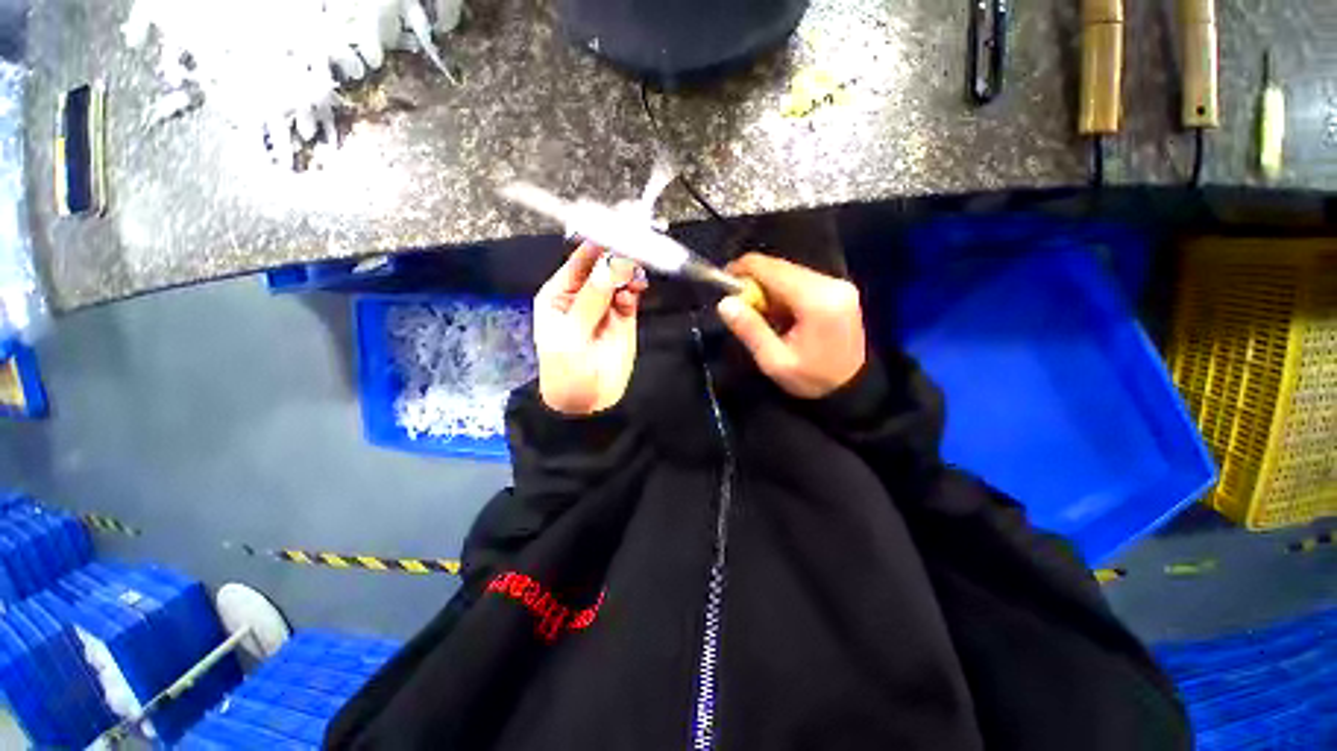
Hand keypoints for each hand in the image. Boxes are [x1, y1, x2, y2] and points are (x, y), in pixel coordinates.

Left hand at [534, 242, 647, 414]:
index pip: (580, 259)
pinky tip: (638, 286)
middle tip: (637, 241)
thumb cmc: (567, 369)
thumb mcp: (574, 333)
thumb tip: (614, 263)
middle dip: (618, 252)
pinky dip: (636, 285)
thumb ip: (594, 298)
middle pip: (603, 263)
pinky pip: (631, 292)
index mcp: (560, 292)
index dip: (598, 242)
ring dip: (630, 269)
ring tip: (637, 270)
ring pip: (620, 275)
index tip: (618, 227)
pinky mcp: (624, 315)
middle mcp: (583, 293)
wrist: (587, 402)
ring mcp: (605, 303)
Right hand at [717, 253, 865, 398]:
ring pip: (791, 273)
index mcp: (816, 300)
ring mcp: (839, 285)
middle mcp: (831, 284)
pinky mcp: (840, 290)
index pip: (773, 269)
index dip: (744, 269)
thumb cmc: (812, 379)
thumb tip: (725, 303)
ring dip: (770, 288)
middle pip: (782, 268)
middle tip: (739, 304)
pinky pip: (802, 281)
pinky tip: (780, 313)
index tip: (724, 279)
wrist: (853, 390)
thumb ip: (750, 330)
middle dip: (756, 281)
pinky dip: (784, 292)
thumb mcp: (775, 362)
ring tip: (760, 314)